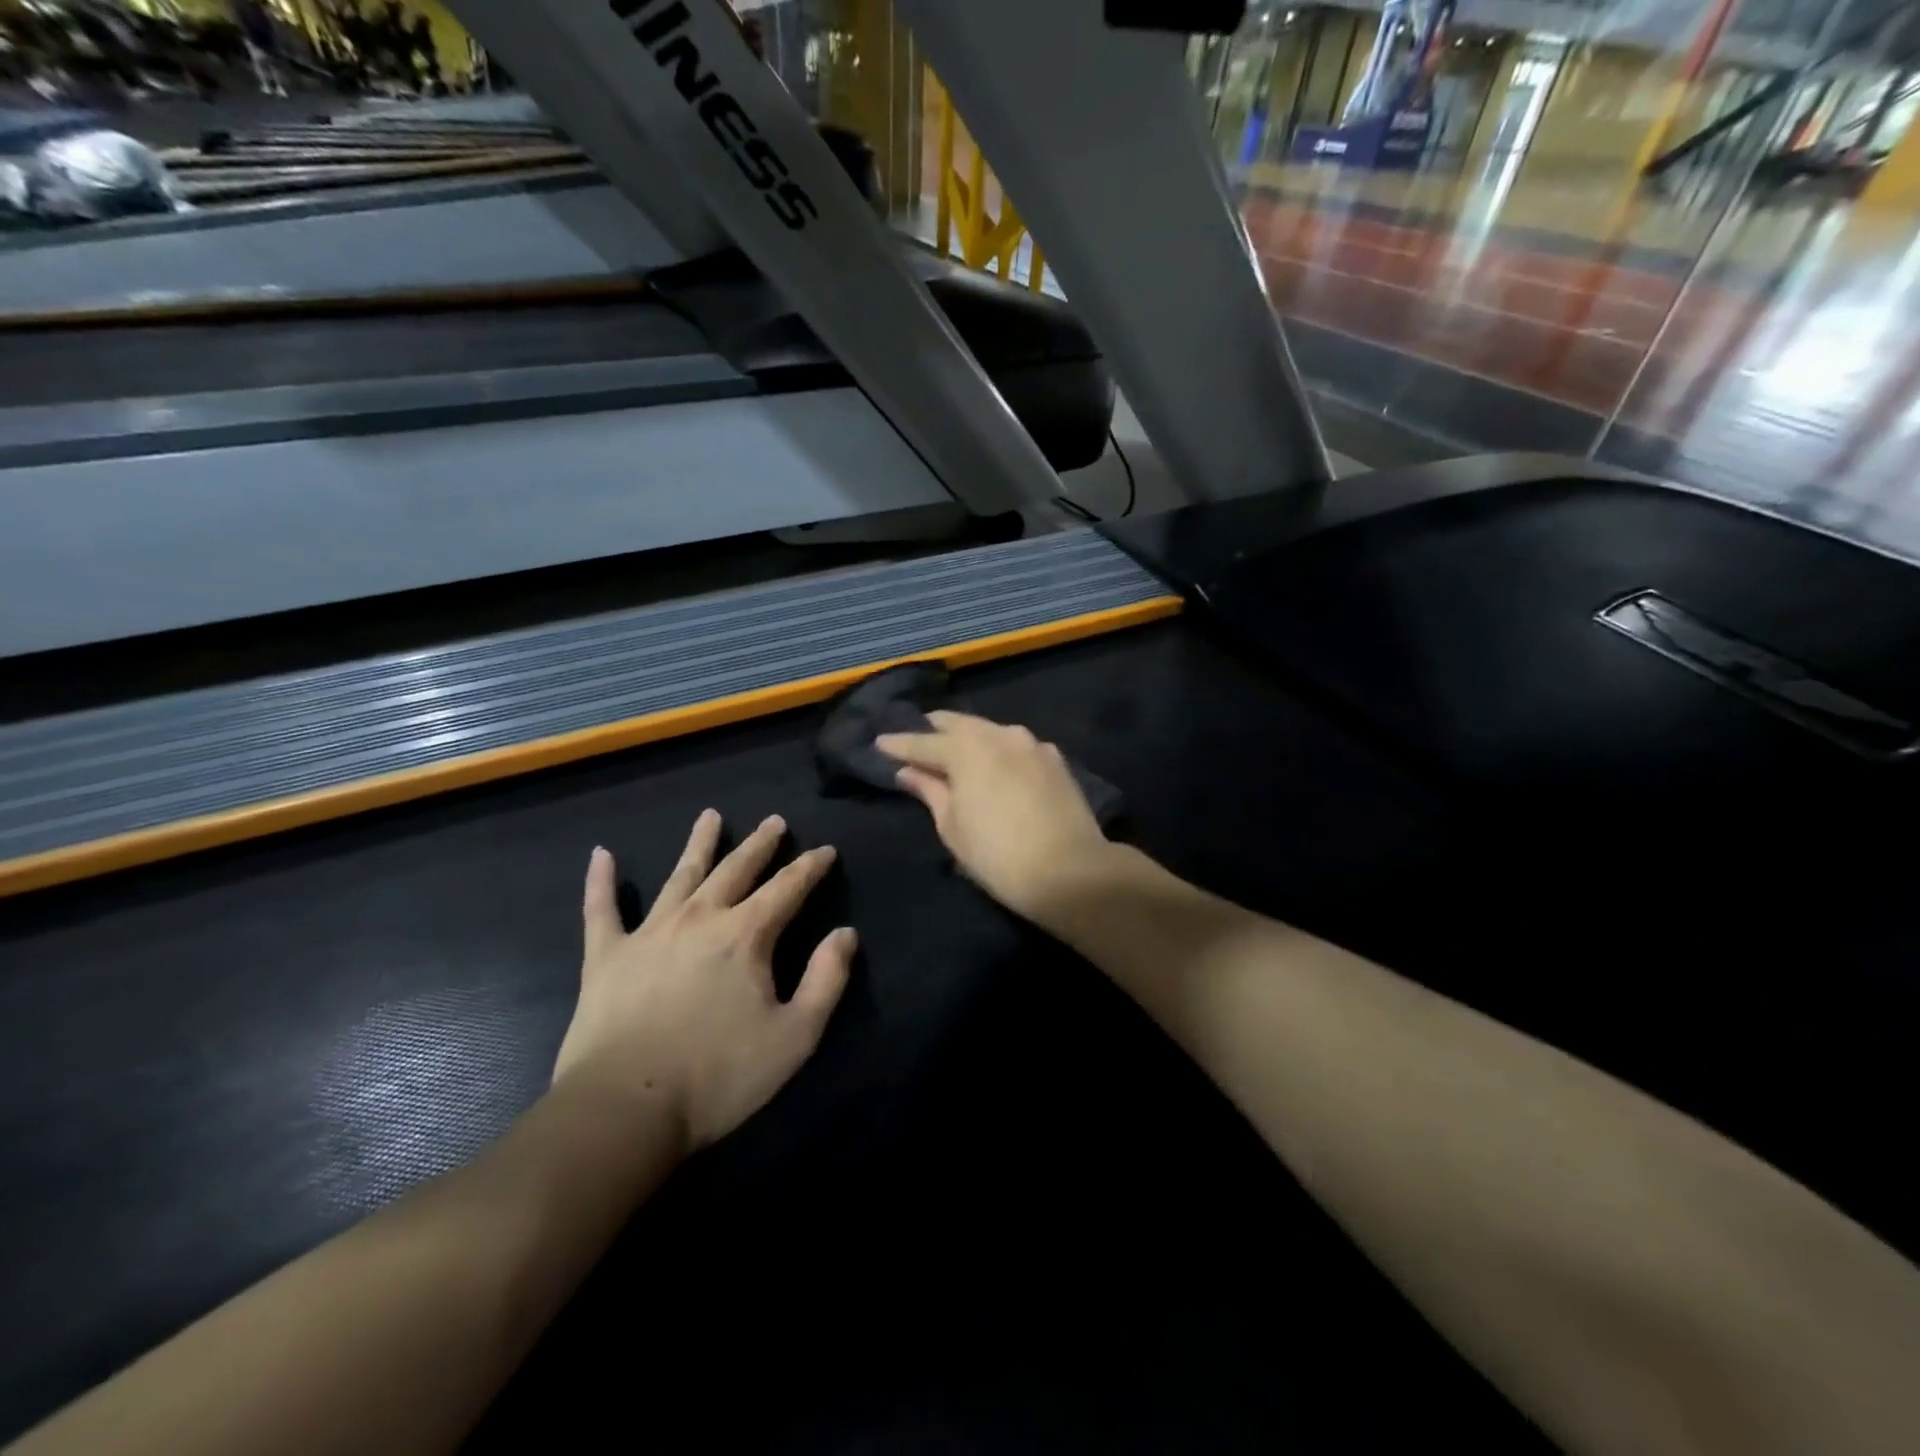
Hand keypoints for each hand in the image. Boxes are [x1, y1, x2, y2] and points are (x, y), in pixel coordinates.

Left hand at [553, 811, 855, 1149]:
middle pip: (736, 869)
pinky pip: (601, 909)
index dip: (810, 867)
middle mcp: (700, 919)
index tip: (826, 851)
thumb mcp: (795, 1036)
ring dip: (699, 843)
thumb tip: (845, 934)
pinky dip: (600, 881)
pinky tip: (601, 855)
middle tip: (774, 821)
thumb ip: (826, 980)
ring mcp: (649, 932)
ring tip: (710, 816)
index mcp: (746, 935)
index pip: (788, 888)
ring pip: (680, 875)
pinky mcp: (606, 956)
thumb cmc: (718, 1076)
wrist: (625, 1109)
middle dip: (760, 844)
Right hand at [876, 711, 1113, 919]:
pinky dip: (999, 749)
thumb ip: (929, 791)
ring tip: (955, 748)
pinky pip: (1017, 746)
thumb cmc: (997, 854)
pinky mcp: (1055, 760)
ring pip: (991, 731)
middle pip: (960, 725)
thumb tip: (908, 771)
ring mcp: (1032, 744)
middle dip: (935, 730)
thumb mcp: (952, 826)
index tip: (879, 742)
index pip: (923, 742)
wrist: (1069, 871)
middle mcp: (1000, 734)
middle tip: (917, 738)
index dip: (899, 744)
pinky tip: (996, 761)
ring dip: (970, 737)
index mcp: (967, 748)